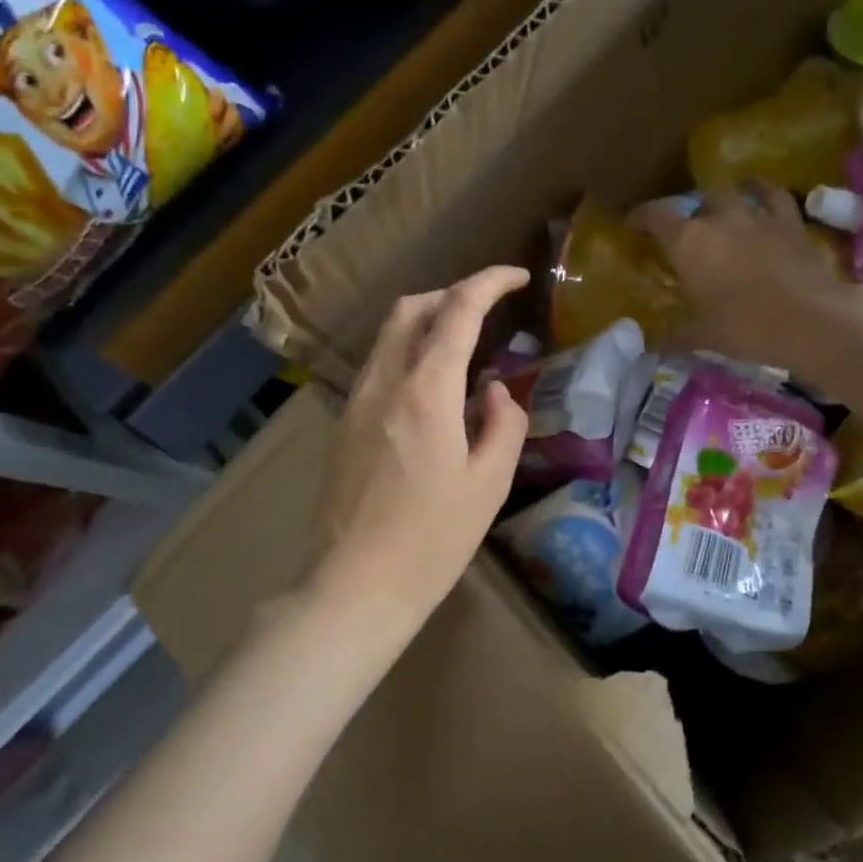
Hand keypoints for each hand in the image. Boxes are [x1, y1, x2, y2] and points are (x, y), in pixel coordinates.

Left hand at [310, 266, 530, 630]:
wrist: (355, 585)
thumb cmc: (432, 540)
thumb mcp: (489, 483)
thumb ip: (503, 424)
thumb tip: (497, 392)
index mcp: (426, 391)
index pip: (458, 310)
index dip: (489, 283)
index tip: (518, 276)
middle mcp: (384, 382)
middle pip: (412, 309)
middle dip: (453, 294)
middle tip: (490, 309)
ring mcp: (357, 402)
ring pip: (390, 335)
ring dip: (427, 322)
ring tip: (466, 345)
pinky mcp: (344, 424)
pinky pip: (379, 366)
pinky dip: (410, 353)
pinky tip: (434, 387)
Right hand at [632, 186, 862, 367]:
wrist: (809, 319)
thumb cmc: (744, 326)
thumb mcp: (700, 335)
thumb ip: (673, 335)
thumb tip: (650, 345)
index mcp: (688, 241)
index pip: (655, 216)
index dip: (640, 218)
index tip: (632, 226)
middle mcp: (719, 218)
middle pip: (695, 204)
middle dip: (686, 216)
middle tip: (685, 237)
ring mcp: (757, 216)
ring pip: (732, 195)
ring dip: (722, 204)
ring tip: (720, 216)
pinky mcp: (790, 223)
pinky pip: (774, 197)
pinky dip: (764, 194)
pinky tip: (762, 197)